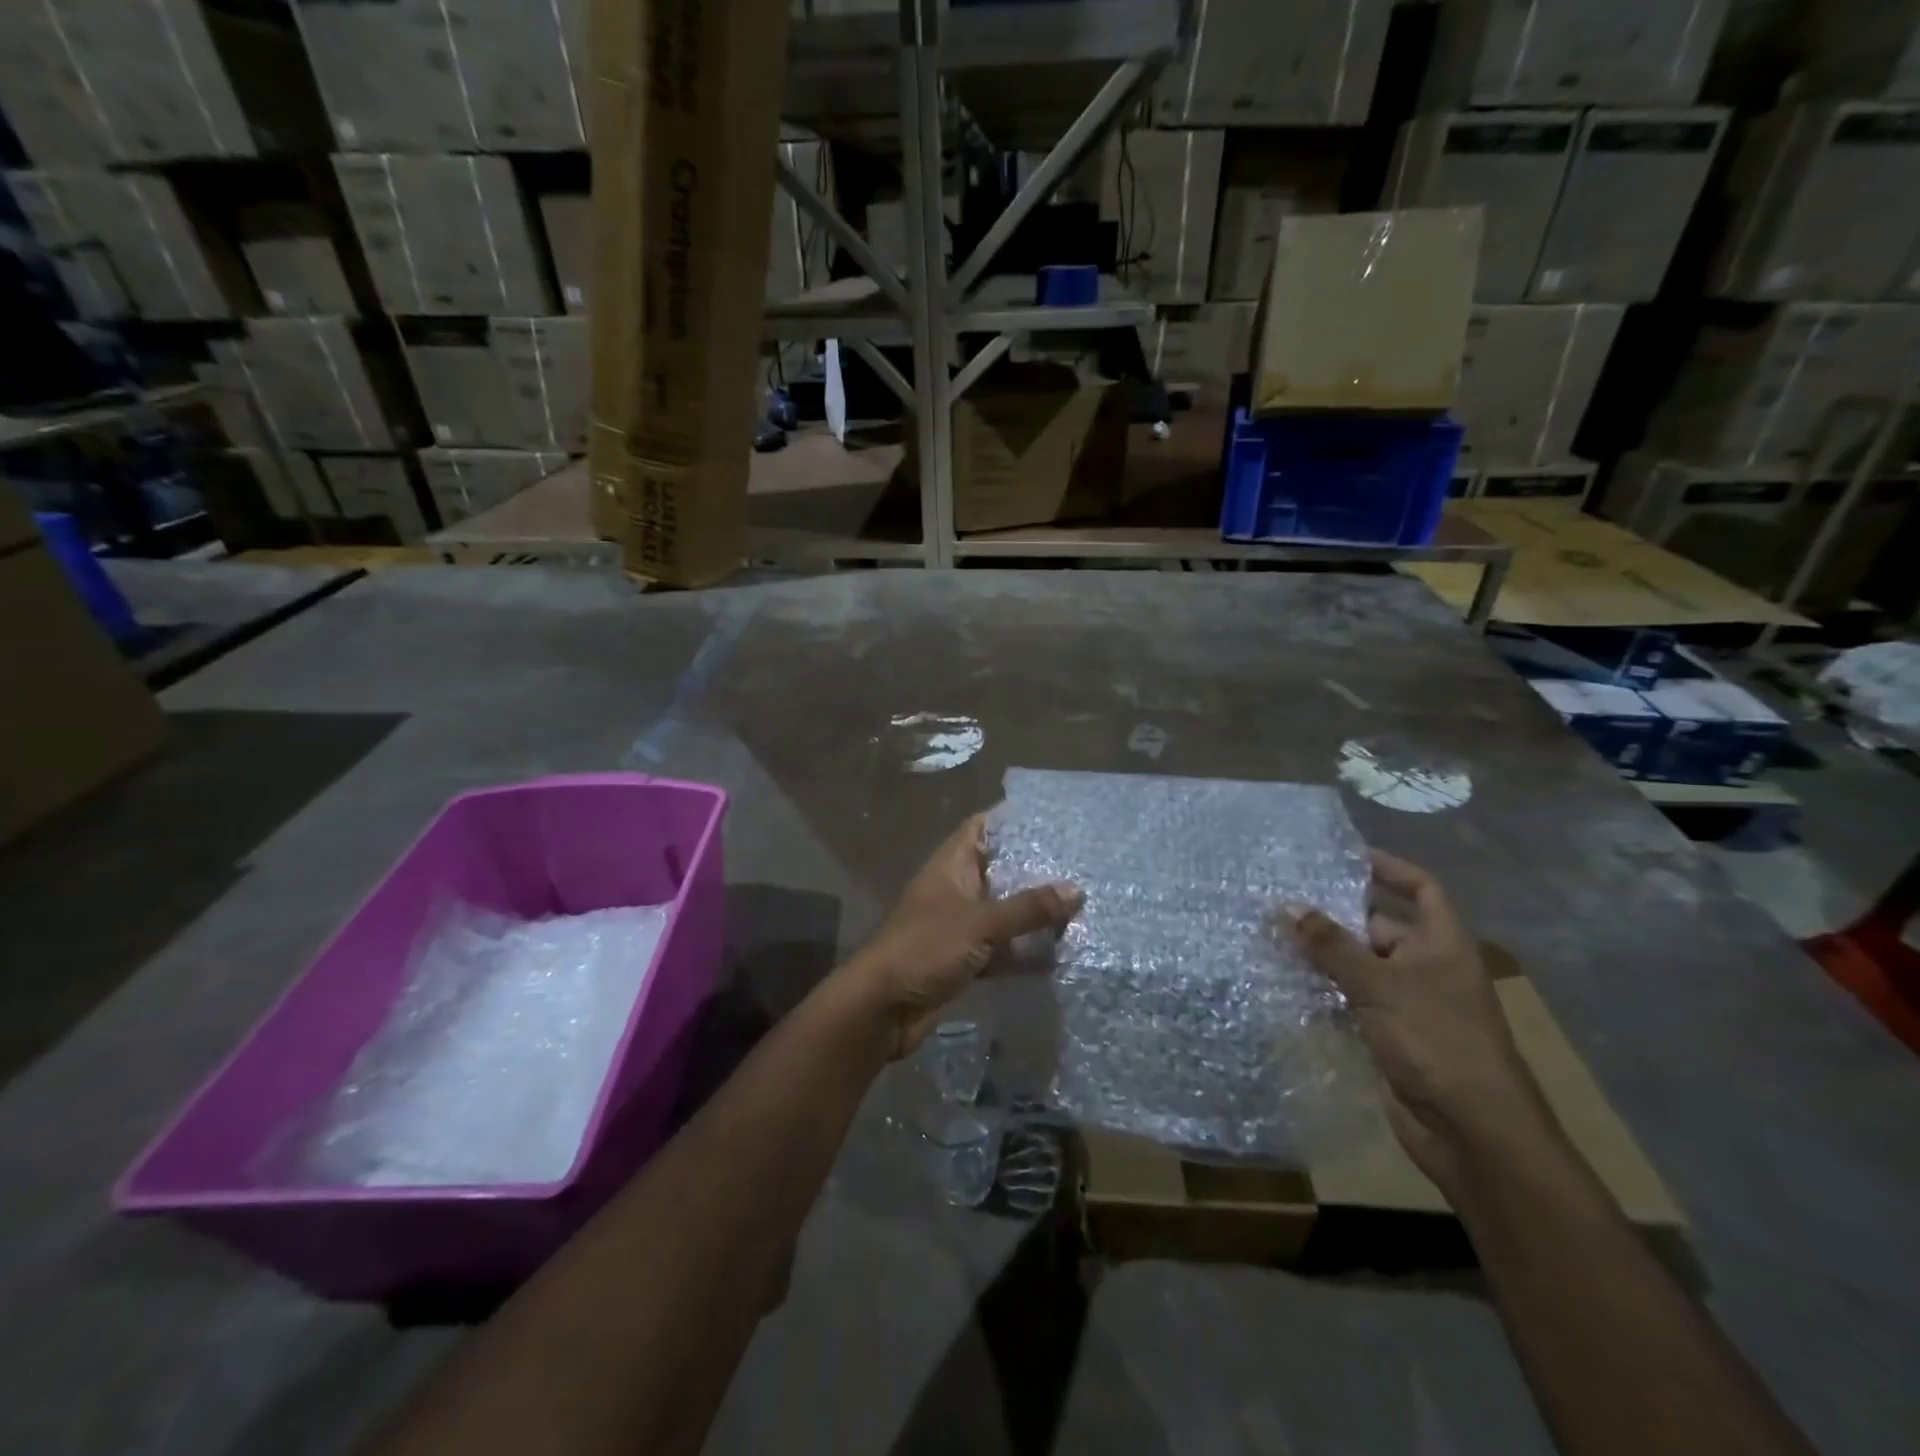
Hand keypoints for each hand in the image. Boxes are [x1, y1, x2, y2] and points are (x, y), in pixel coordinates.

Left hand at [847, 813, 1081, 1058]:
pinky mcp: (961, 961)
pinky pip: (999, 949)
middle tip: (1079, 866)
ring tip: (1080, 907)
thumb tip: (1077, 890)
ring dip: (1032, 914)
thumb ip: (1028, 908)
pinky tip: (1058, 954)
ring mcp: (957, 927)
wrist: (882, 1008)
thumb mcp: (981, 923)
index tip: (1051, 820)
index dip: (1011, 821)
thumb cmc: (926, 949)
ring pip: (1002, 912)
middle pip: (998, 871)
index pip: (980, 829)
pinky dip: (1023, 951)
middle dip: (1033, 871)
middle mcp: (954, 891)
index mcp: (950, 867)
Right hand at [1289, 850, 1552, 1193]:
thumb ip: (1331, 945)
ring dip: (1324, 958)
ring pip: (1361, 967)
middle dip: (1336, 918)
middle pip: (1379, 928)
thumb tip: (1288, 906)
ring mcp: (1410, 1005)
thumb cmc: (1436, 1041)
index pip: (1421, 889)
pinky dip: (1325, 993)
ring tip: (1273, 939)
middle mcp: (1428, 969)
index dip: (1389, 868)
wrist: (1472, 1132)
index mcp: (1443, 945)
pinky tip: (1287, 985)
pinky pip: (1353, 1001)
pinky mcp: (1391, 1036)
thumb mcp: (1380, 984)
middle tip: (1284, 903)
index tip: (1346, 857)